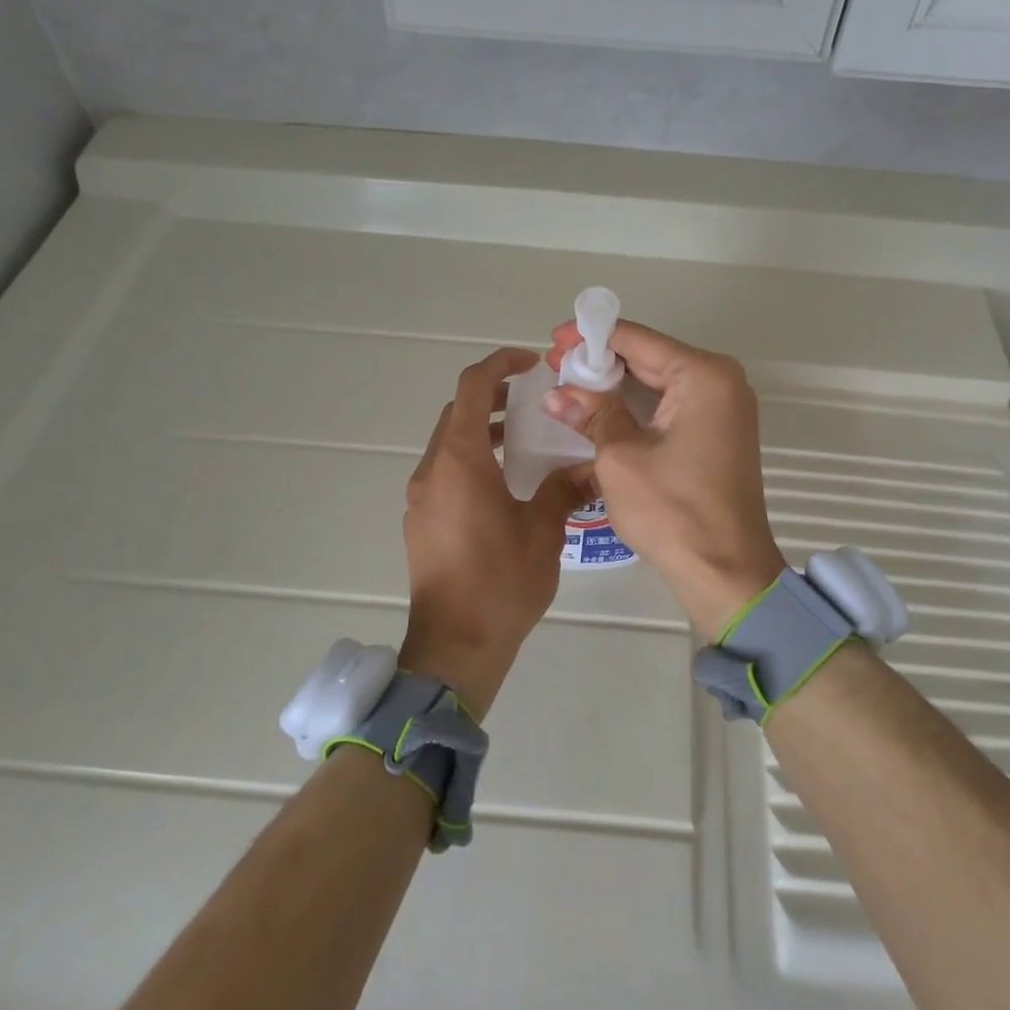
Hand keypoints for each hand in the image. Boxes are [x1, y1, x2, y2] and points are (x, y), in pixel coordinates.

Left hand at [402, 348, 586, 713]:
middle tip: (533, 400)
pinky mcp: (421, 520)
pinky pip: (444, 471)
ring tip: (523, 439)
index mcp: (459, 460)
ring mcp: (421, 496)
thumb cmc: (501, 582)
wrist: (455, 645)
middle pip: (457, 412)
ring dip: (482, 430)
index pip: (472, 387)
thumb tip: (589, 466)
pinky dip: (471, 459)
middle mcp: (432, 470)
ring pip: (449, 442)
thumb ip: (563, 488)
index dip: (500, 364)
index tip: (531, 364)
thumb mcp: (543, 530)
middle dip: (493, 396)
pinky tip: (504, 483)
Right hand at [545, 322, 785, 640]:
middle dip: (602, 360)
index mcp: (703, 376)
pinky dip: (638, 405)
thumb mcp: (621, 457)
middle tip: (555, 364)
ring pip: (660, 382)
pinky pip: (672, 405)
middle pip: (652, 357)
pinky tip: (603, 409)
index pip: (639, 340)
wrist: (726, 572)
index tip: (554, 339)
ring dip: (618, 384)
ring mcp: (725, 409)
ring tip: (570, 385)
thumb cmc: (673, 511)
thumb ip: (592, 414)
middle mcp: (722, 382)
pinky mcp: (719, 434)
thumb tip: (557, 393)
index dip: (592, 336)